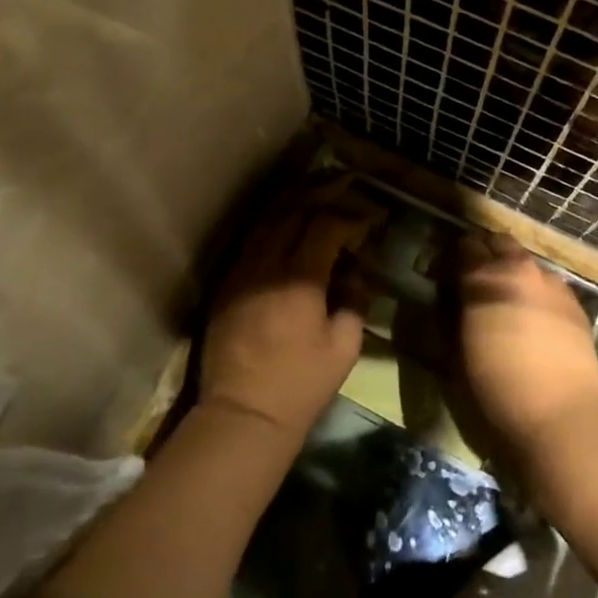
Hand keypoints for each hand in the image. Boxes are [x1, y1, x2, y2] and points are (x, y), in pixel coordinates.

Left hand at [198, 176, 379, 442]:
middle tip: (346, 183)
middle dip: (322, 192)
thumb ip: (354, 301)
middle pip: (294, 210)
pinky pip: (251, 238)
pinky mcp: (227, 282)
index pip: (326, 226)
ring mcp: (242, 270)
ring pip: (267, 219)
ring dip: (294, 200)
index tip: (370, 219)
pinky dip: (272, 221)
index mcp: (300, 279)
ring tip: (316, 189)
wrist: (242, 414)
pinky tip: (285, 219)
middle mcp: (268, 264)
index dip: (351, 217)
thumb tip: (355, 273)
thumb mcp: (344, 347)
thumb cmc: (300, 385)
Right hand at [454, 230, 597, 458]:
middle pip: (499, 243)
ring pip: (527, 262)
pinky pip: (550, 285)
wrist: (561, 418)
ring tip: (509, 302)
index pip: (464, 246)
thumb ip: (452, 313)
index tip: (449, 274)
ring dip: (514, 273)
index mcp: (483, 278)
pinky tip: (535, 319)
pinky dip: (538, 292)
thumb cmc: (496, 389)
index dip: (454, 258)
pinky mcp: (576, 304)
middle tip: (478, 282)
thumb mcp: (456, 352)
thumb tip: (452, 296)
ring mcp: (552, 283)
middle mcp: (519, 270)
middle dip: (487, 255)